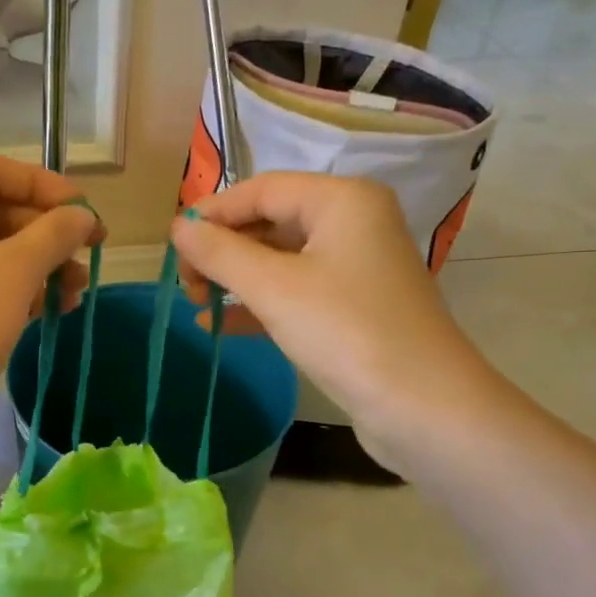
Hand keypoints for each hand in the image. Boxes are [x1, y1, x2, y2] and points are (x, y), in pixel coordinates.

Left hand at [0, 152, 99, 443]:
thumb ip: (54, 234)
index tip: (85, 212)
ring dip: (38, 267)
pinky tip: (48, 312)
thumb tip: (83, 215)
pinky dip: (14, 291)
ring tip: (75, 294)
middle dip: (47, 234)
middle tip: (89, 257)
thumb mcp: (14, 273)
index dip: (44, 185)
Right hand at [171, 173, 506, 467]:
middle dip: (222, 249)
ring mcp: (354, 266)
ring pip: (278, 258)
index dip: (211, 214)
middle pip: (269, 220)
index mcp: (341, 200)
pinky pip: (293, 291)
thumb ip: (220, 253)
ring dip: (235, 277)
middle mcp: (352, 222)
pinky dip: (257, 303)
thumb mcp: (273, 288)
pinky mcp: (352, 306)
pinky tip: (218, 324)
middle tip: (185, 283)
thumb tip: (178, 228)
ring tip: (196, 302)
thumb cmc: (346, 332)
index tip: (172, 247)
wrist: (423, 407)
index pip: (260, 189)